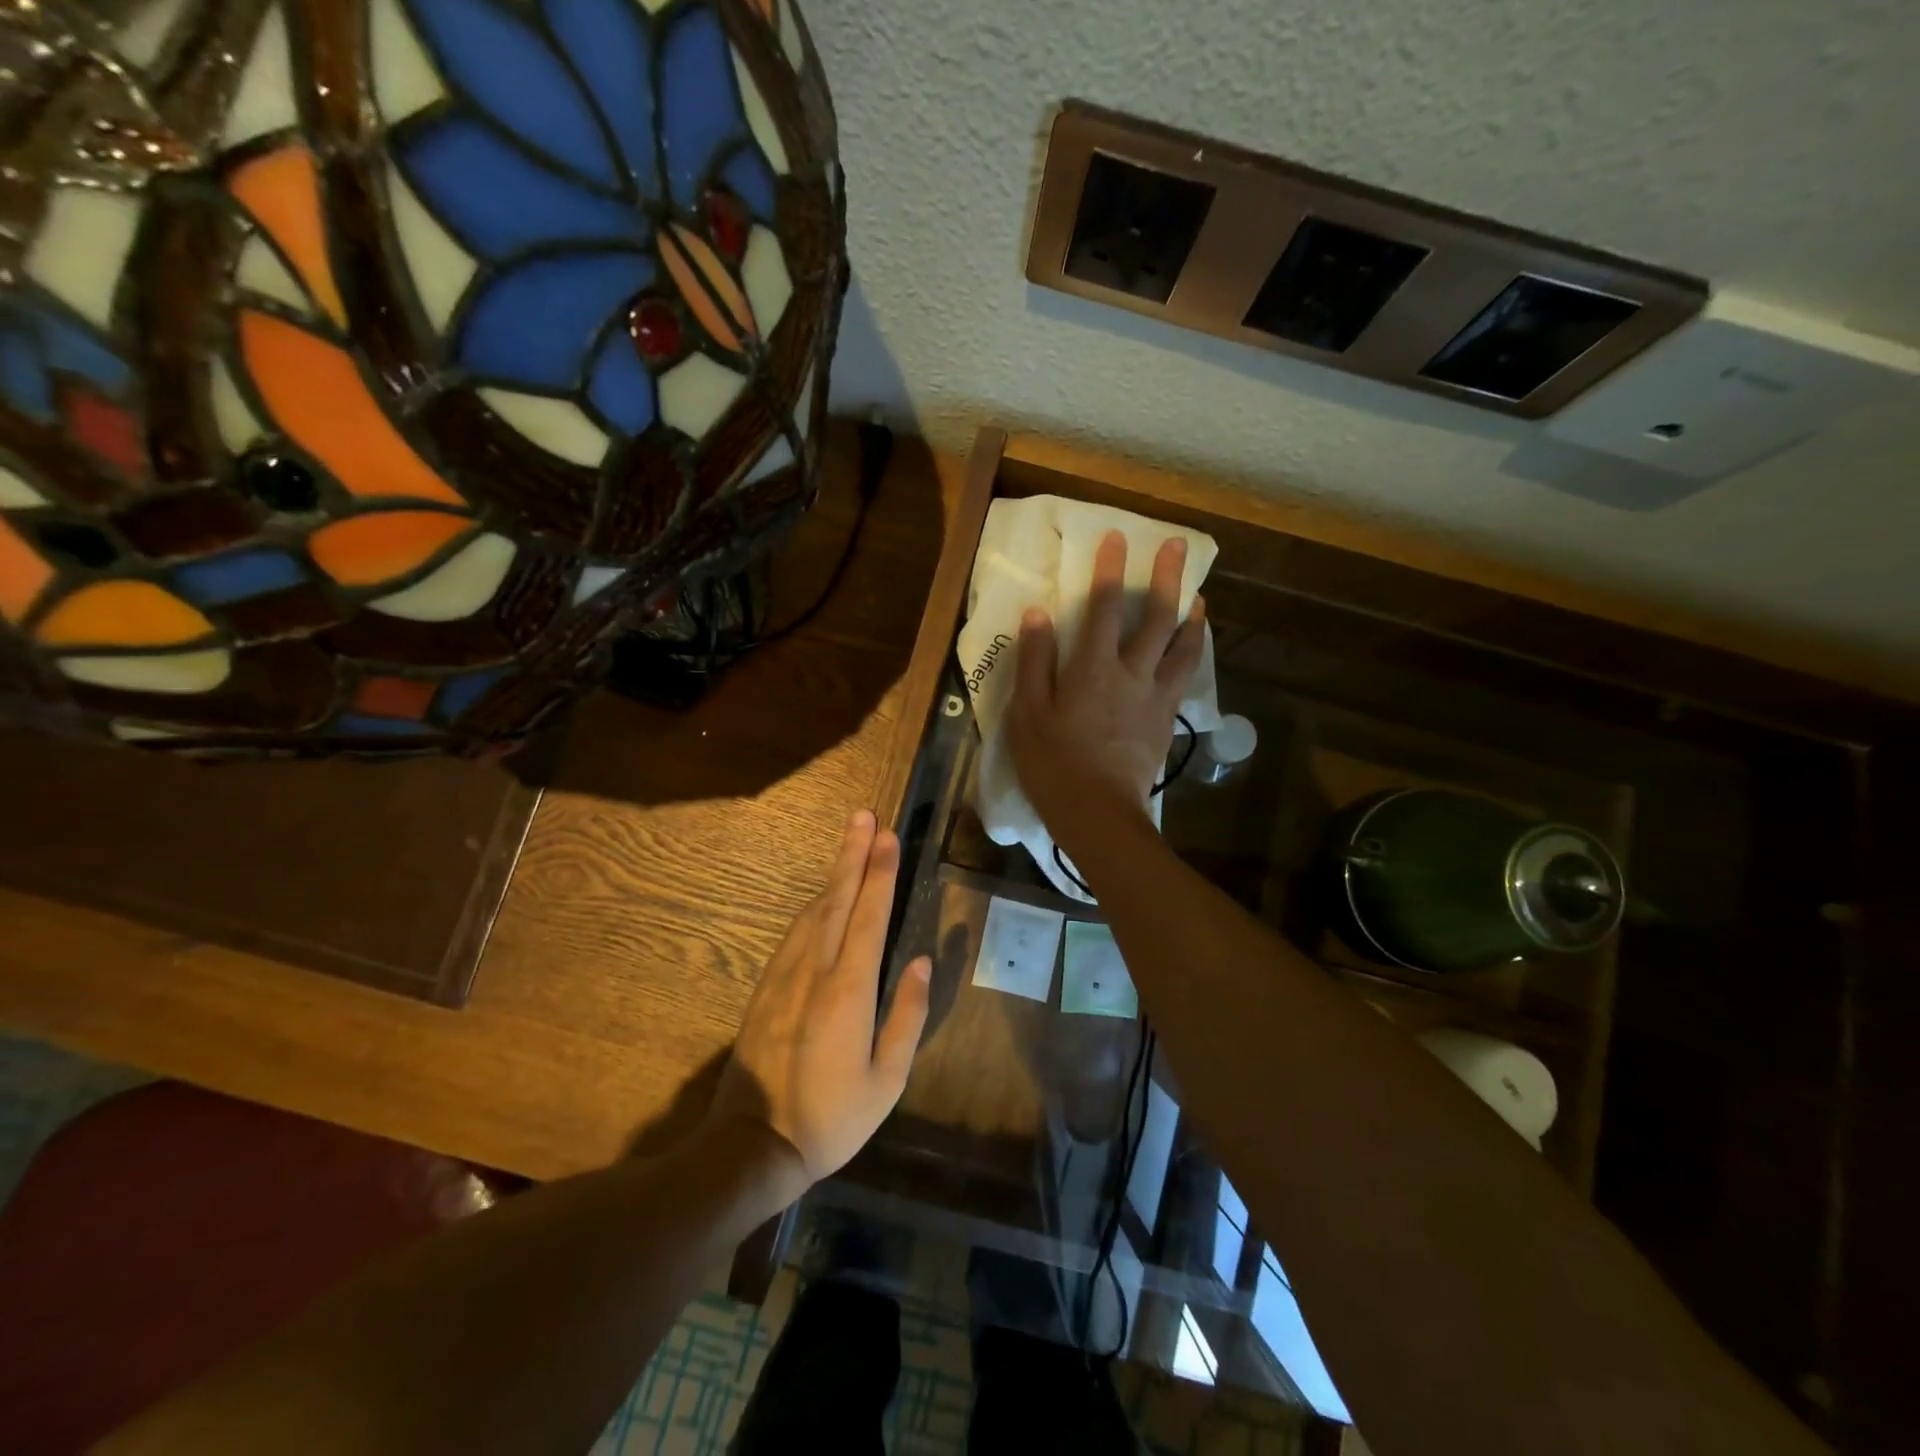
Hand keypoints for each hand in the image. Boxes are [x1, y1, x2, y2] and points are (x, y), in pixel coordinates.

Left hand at [707, 811, 931, 1193]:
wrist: (753, 1145)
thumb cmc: (831, 1118)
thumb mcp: (886, 1081)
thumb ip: (906, 1016)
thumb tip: (918, 962)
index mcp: (849, 990)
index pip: (868, 916)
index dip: (880, 873)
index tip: (888, 836)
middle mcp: (814, 971)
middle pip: (837, 899)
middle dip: (853, 855)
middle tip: (864, 816)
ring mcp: (784, 976)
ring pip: (813, 911)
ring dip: (834, 874)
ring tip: (850, 842)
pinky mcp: (766, 987)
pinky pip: (794, 933)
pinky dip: (813, 905)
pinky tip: (822, 896)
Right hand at [1006, 530, 1205, 835]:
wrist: (1098, 812)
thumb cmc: (1052, 764)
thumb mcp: (1026, 713)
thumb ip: (1034, 661)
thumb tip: (1038, 613)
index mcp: (1092, 668)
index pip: (1102, 607)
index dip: (1109, 569)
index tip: (1118, 538)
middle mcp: (1131, 673)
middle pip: (1156, 618)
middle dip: (1167, 578)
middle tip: (1179, 547)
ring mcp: (1154, 697)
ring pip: (1182, 647)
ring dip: (1191, 617)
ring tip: (1199, 598)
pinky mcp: (1165, 720)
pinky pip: (1185, 678)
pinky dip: (1192, 655)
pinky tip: (1191, 649)